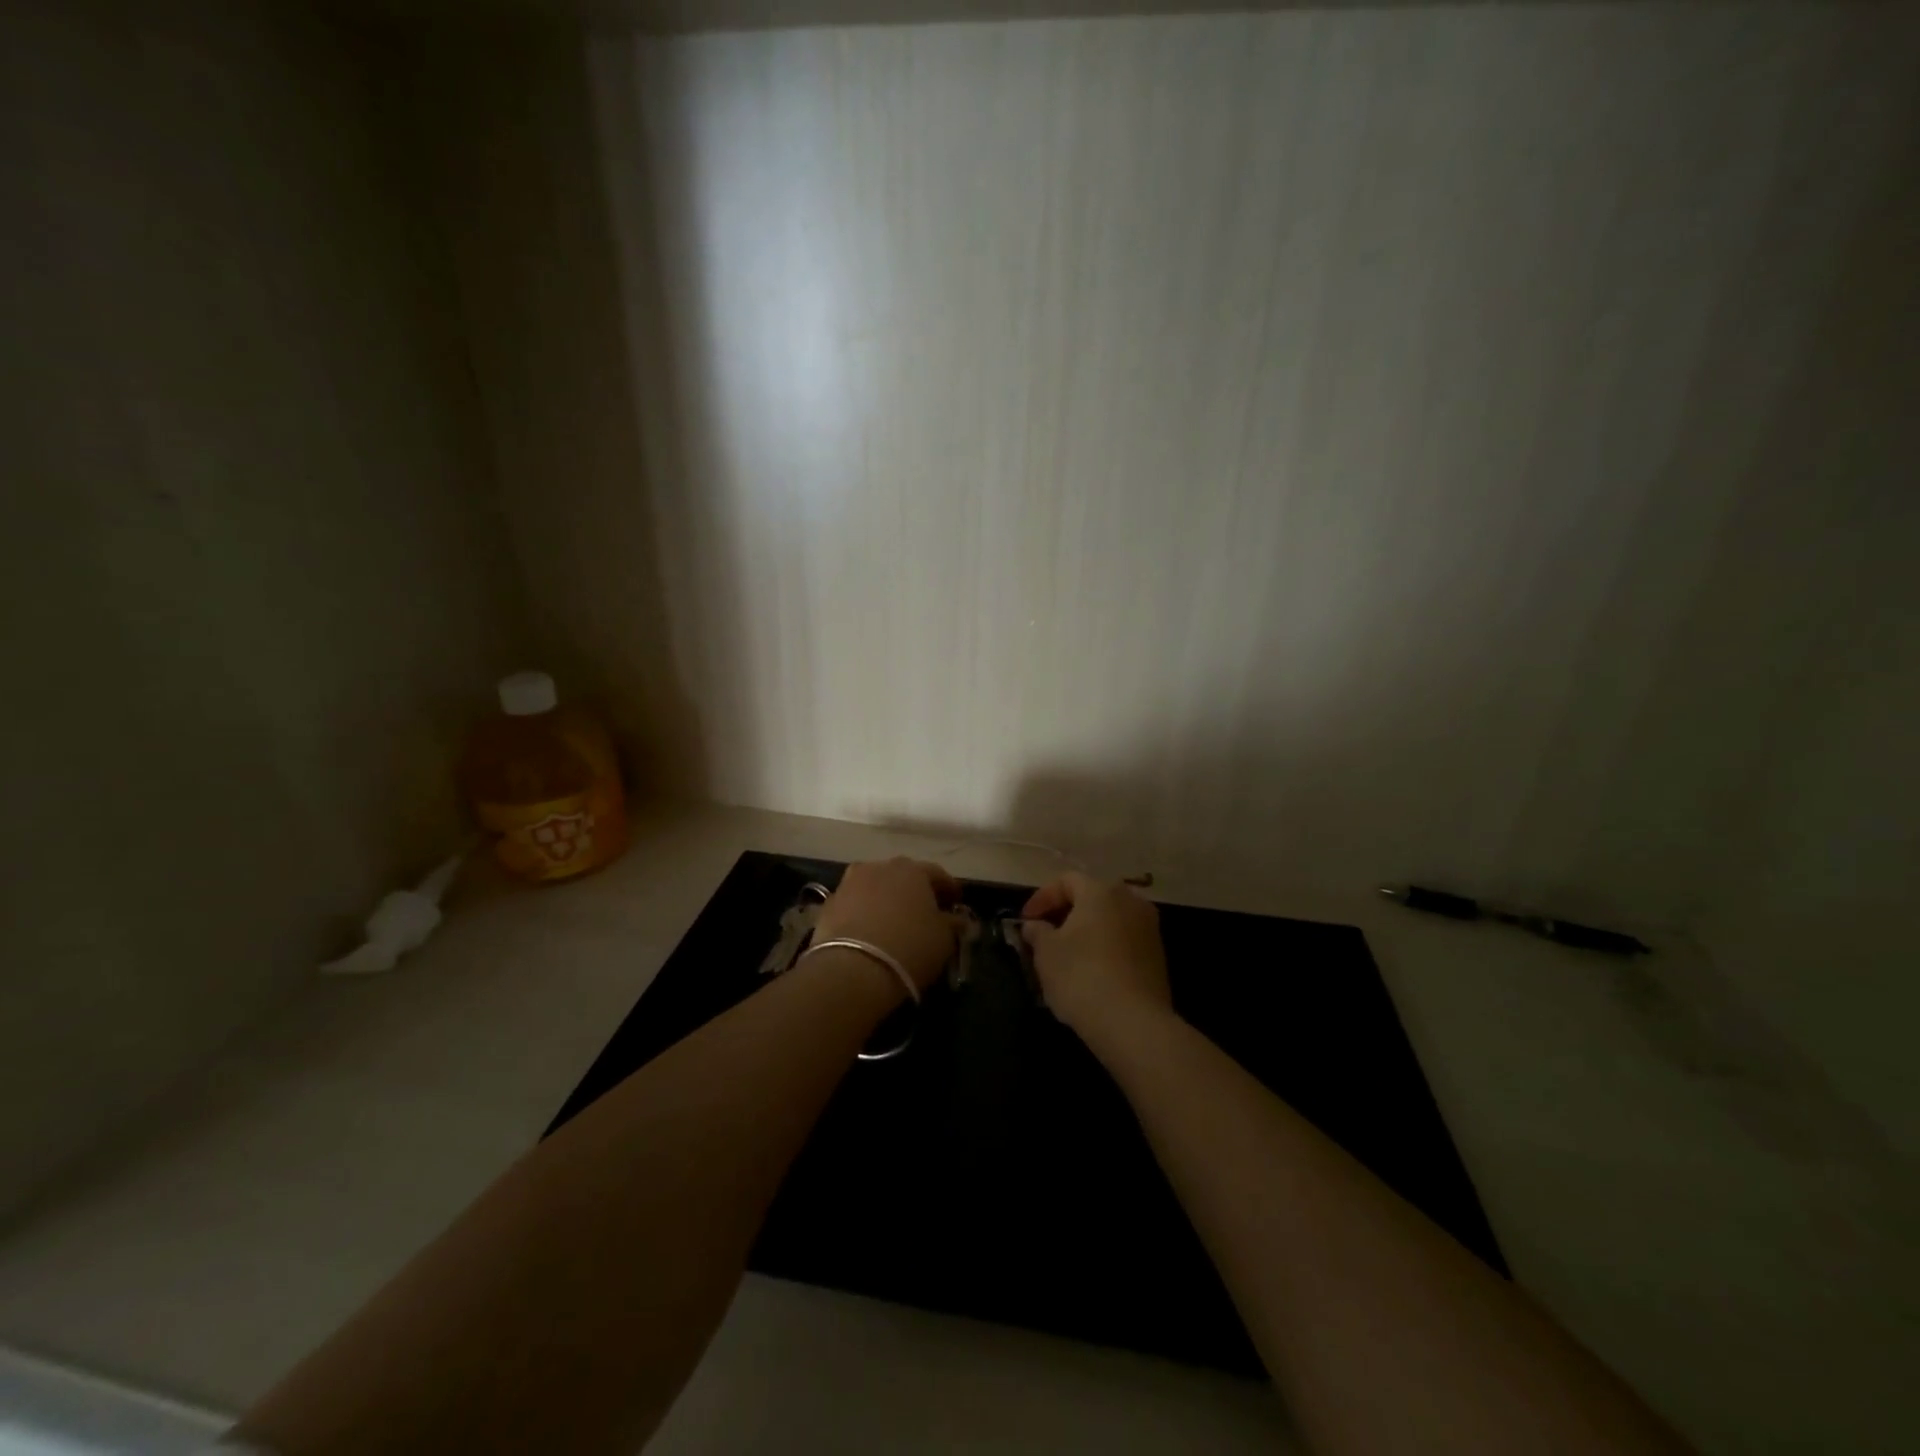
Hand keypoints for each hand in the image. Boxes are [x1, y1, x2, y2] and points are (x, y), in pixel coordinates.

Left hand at [813, 858, 961, 994]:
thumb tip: (957, 919)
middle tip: (924, 912)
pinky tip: (869, 931)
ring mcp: (850, 882)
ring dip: (886, 899)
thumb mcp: (944, 939)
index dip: (949, 889)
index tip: (956, 903)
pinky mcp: (828, 903)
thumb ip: (953, 924)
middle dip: (915, 891)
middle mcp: (880, 867)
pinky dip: (864, 913)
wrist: (851, 969)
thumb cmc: (908, 948)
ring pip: (875, 887)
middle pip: (903, 876)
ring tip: (893, 922)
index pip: (937, 874)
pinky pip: (855, 904)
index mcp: (912, 870)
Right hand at [1021, 872, 1171, 1047]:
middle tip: (1044, 935)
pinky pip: (1124, 940)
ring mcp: (1149, 928)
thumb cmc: (1082, 976)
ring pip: (1109, 920)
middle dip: (1065, 913)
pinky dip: (1105, 947)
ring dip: (1086, 931)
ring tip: (1066, 955)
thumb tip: (1035, 926)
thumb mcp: (1046, 953)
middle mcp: (1130, 900)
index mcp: (1101, 891)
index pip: (1066, 881)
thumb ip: (1037, 932)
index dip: (1042, 898)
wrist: (1133, 1023)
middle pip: (1091, 897)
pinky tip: (1090, 971)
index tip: (1025, 921)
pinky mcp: (1158, 956)